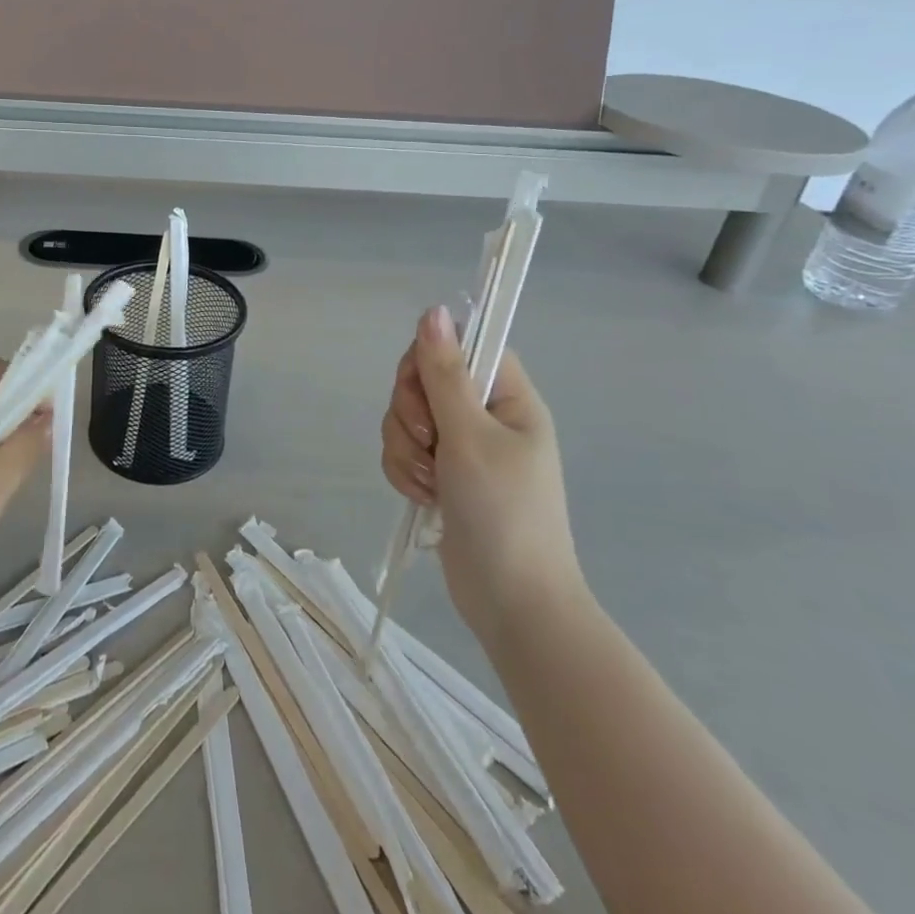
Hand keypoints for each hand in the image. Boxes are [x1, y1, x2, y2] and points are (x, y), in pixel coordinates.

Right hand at [381, 306, 582, 643]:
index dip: (431, 357)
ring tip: (431, 482)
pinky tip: (424, 498)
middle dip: (411, 413)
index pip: (462, 346)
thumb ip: (445, 373)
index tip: (420, 385)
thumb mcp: (470, 436)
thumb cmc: (504, 512)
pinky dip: (405, 472)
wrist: (512, 603)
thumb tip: (432, 310)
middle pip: (422, 381)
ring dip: (406, 449)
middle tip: (430, 443)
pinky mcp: (440, 477)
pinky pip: (402, 452)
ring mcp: (460, 449)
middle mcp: (483, 417)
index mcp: (507, 398)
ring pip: (405, 419)